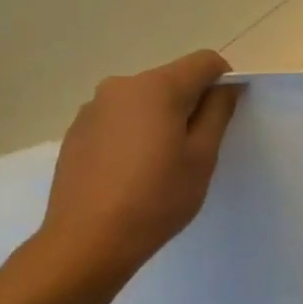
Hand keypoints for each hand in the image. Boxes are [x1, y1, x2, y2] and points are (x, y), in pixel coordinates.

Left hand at [34, 50, 240, 289]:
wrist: (87, 241)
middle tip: (195, 149)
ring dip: (159, 119)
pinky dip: (132, 134)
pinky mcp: (75, 132)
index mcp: (157, 87)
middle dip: (189, 104)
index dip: (223, 81)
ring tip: (159, 165)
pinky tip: (130, 173)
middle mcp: (121, 86)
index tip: (225, 116)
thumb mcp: (202, 157)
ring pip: (142, 101)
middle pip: (171, 80)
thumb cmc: (157, 198)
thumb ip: (218, 113)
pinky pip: (117, 120)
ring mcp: (92, 108)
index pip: (204, 62)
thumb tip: (227, 86)